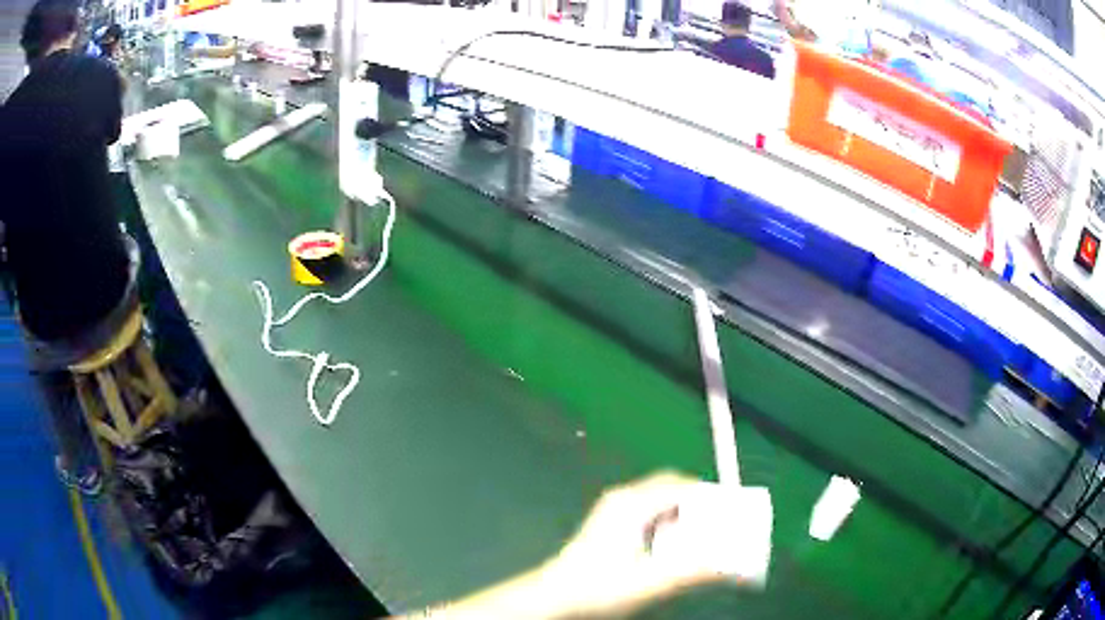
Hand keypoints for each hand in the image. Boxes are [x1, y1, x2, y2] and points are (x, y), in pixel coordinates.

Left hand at [538, 471, 729, 617]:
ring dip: (683, 513)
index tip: (732, 514)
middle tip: (719, 526)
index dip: (711, 497)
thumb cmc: (598, 589)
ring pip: (660, 499)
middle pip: (672, 487)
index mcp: (633, 504)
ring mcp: (614, 509)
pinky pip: (648, 511)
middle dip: (699, 504)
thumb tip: (733, 568)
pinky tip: (671, 547)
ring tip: (701, 538)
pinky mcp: (609, 523)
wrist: (553, 598)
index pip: (682, 485)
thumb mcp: (649, 584)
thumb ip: (692, 575)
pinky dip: (667, 521)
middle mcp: (623, 498)